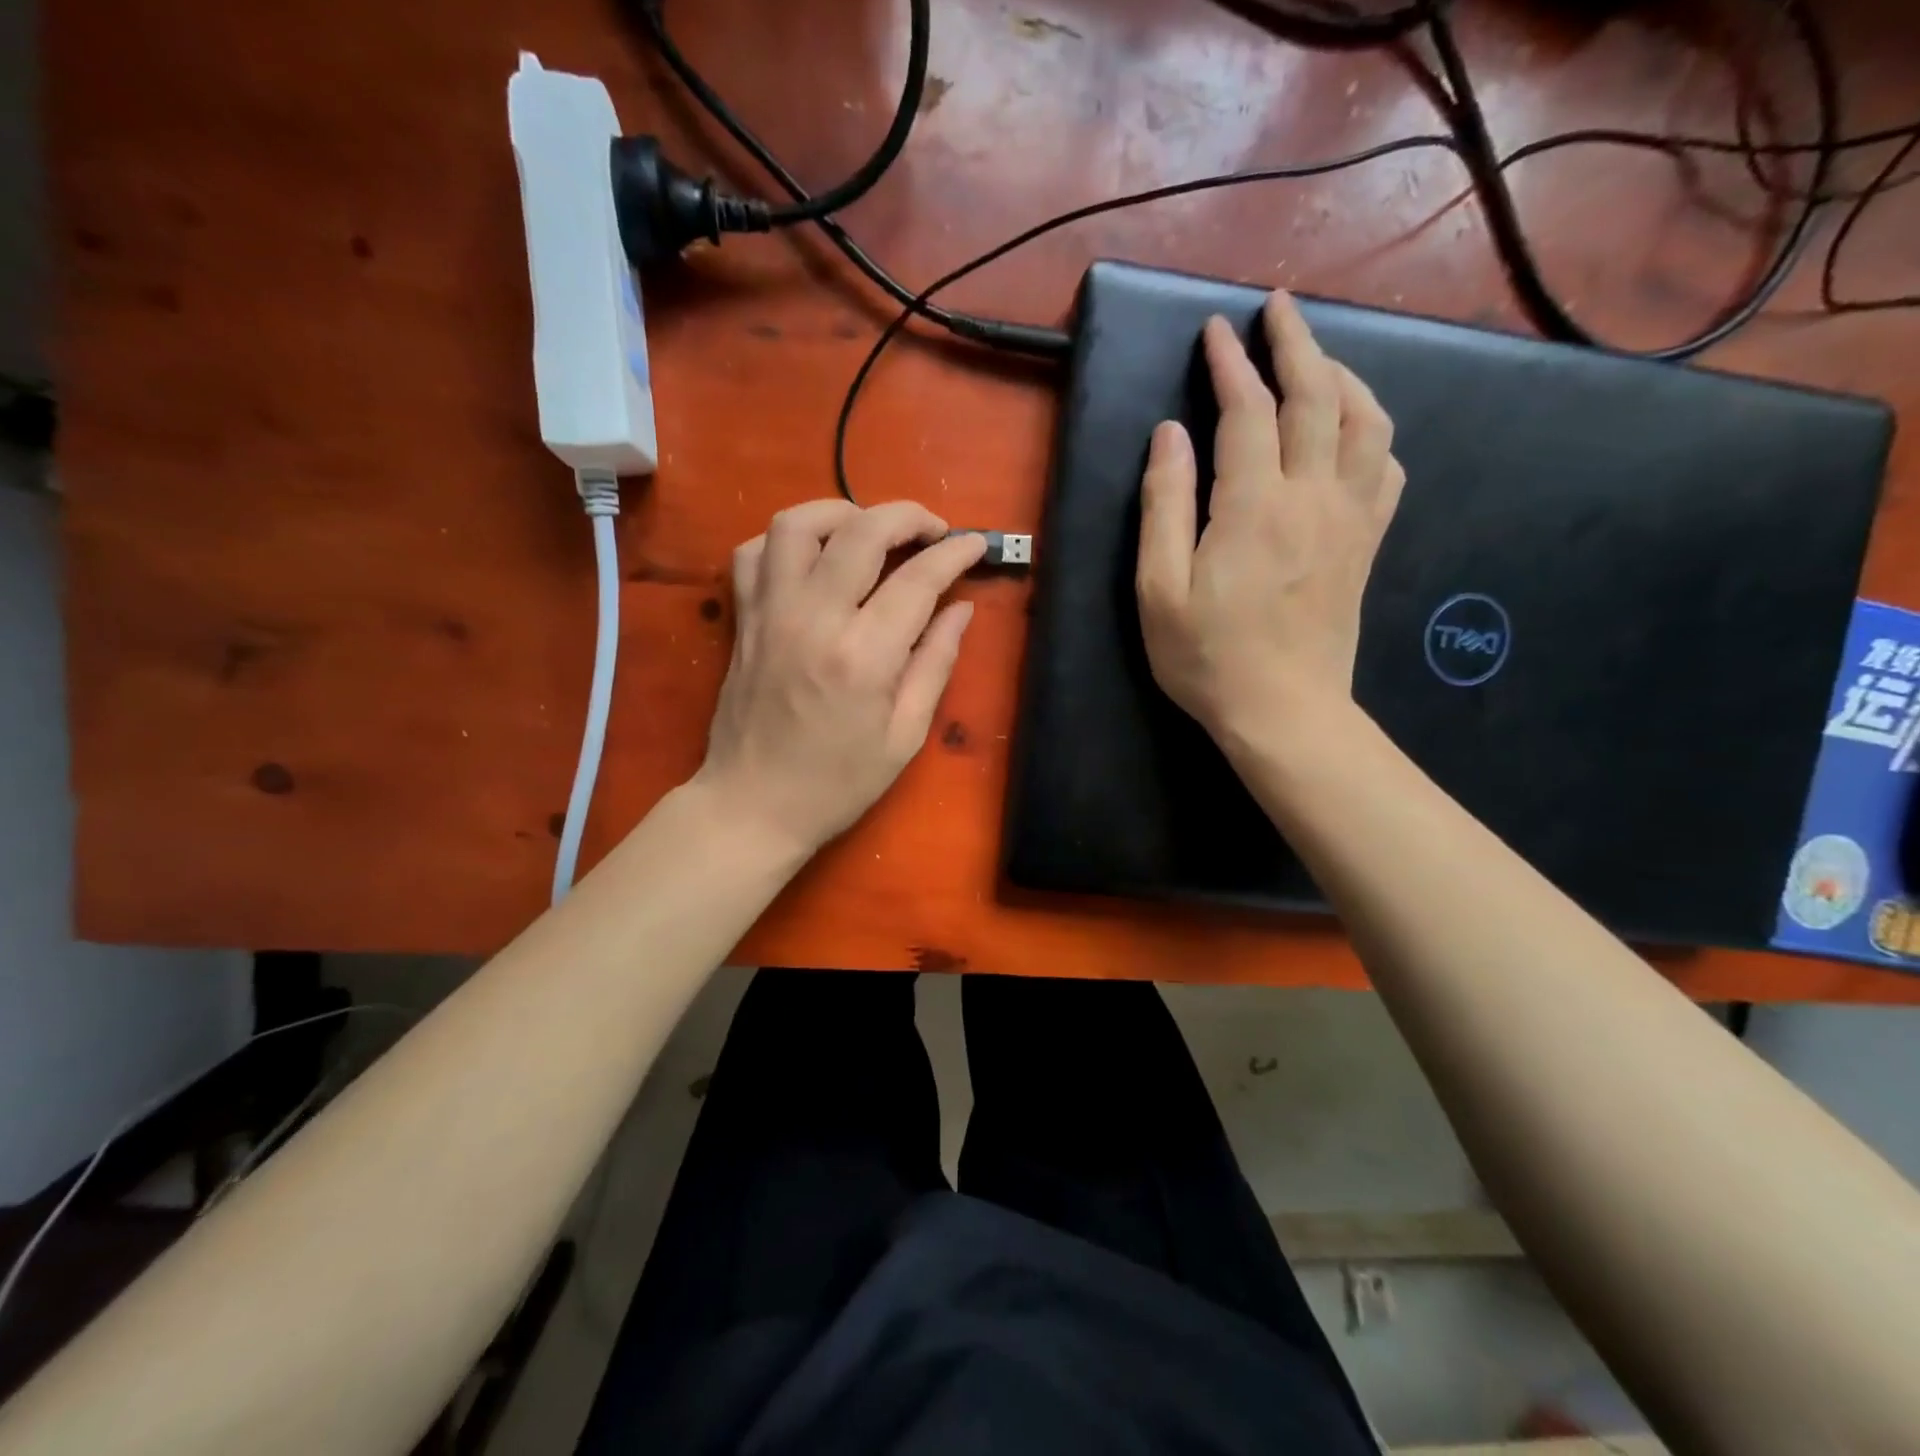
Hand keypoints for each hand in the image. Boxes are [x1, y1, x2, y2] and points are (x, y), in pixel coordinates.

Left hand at [695, 500, 984, 855]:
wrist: (752, 806)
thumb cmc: (837, 784)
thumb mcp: (904, 736)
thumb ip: (935, 664)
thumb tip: (960, 609)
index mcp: (863, 657)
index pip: (918, 579)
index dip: (954, 553)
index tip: (974, 545)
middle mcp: (813, 619)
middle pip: (862, 530)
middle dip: (907, 516)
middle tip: (932, 531)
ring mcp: (770, 613)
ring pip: (798, 523)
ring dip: (843, 512)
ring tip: (870, 531)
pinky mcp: (744, 619)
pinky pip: (754, 552)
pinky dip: (787, 539)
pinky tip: (814, 557)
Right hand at [1136, 291, 1404, 740]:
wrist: (1284, 712)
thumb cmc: (1207, 657)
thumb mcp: (1158, 589)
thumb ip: (1163, 506)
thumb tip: (1170, 435)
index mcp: (1254, 505)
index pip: (1247, 410)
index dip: (1230, 364)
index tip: (1215, 331)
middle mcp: (1312, 496)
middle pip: (1316, 397)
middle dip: (1296, 343)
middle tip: (1277, 309)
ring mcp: (1350, 517)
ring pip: (1365, 421)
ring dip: (1343, 376)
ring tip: (1317, 359)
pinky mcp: (1366, 542)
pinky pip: (1386, 467)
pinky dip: (1372, 430)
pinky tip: (1353, 429)